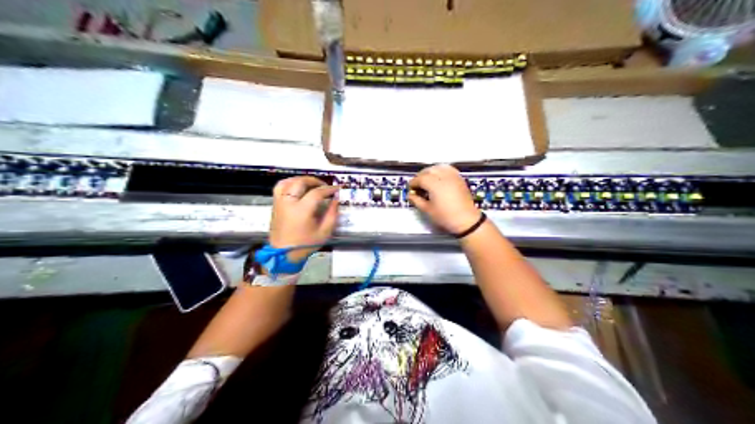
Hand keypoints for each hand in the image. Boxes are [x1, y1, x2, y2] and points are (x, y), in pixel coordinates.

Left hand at [270, 175, 337, 261]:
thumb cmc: (305, 244)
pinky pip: (280, 187)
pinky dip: (289, 183)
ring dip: (301, 180)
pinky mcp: (275, 204)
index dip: (328, 189)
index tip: (337, 189)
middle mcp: (288, 203)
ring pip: (288, 182)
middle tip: (325, 186)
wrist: (283, 254)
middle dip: (315, 181)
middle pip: (301, 182)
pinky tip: (297, 187)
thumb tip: (336, 200)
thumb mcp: (324, 232)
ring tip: (311, 184)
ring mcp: (279, 202)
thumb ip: (332, 214)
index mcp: (301, 211)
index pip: (317, 193)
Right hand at [410, 162, 479, 234]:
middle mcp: (443, 176)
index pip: (420, 178)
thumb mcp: (427, 210)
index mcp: (434, 184)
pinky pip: (448, 169)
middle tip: (417, 185)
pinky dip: (441, 170)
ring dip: (430, 171)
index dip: (413, 183)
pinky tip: (439, 177)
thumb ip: (417, 200)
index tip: (410, 188)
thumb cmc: (445, 216)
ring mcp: (453, 176)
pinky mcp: (459, 178)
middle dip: (420, 176)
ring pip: (438, 167)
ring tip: (427, 180)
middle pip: (428, 170)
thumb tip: (410, 195)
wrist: (466, 220)